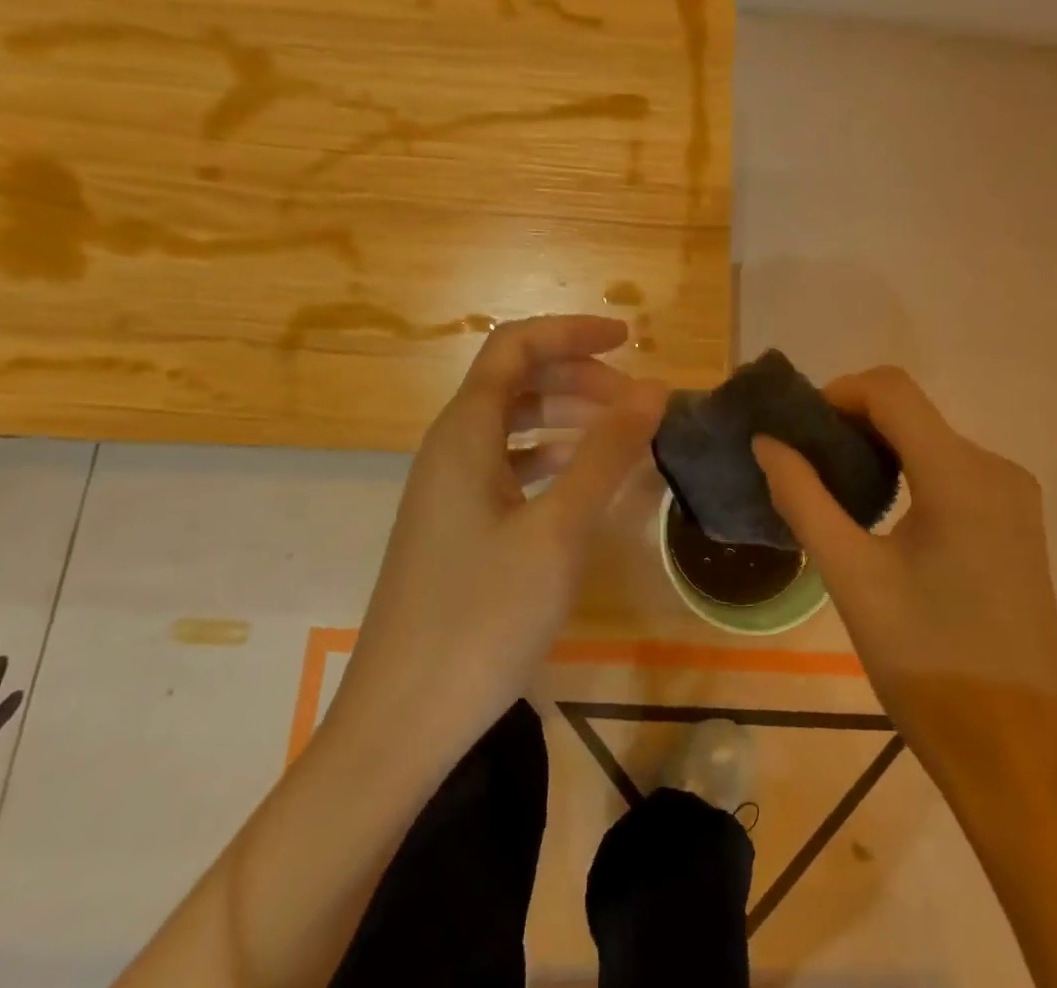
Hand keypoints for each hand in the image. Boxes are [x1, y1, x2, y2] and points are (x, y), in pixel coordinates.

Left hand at [329, 315, 665, 766]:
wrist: (402, 723)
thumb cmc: (481, 618)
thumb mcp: (559, 530)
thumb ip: (607, 452)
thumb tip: (654, 388)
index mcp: (465, 432)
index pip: (516, 346)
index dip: (572, 332)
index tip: (629, 340)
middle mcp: (451, 448)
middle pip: (517, 381)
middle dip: (579, 378)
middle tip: (637, 404)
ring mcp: (450, 490)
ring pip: (514, 425)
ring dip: (568, 417)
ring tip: (623, 436)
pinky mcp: (457, 527)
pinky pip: (509, 467)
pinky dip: (552, 459)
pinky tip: (586, 483)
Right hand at [754, 368, 1056, 796]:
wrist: (1015, 753)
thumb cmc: (925, 663)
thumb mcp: (850, 577)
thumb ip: (803, 498)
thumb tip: (767, 443)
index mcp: (960, 476)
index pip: (892, 389)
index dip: (838, 393)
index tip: (799, 430)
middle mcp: (996, 469)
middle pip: (911, 412)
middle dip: (853, 423)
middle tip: (807, 464)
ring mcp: (1015, 496)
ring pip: (931, 439)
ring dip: (880, 448)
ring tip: (837, 491)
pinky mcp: (1018, 522)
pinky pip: (954, 469)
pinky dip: (910, 471)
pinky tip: (883, 515)